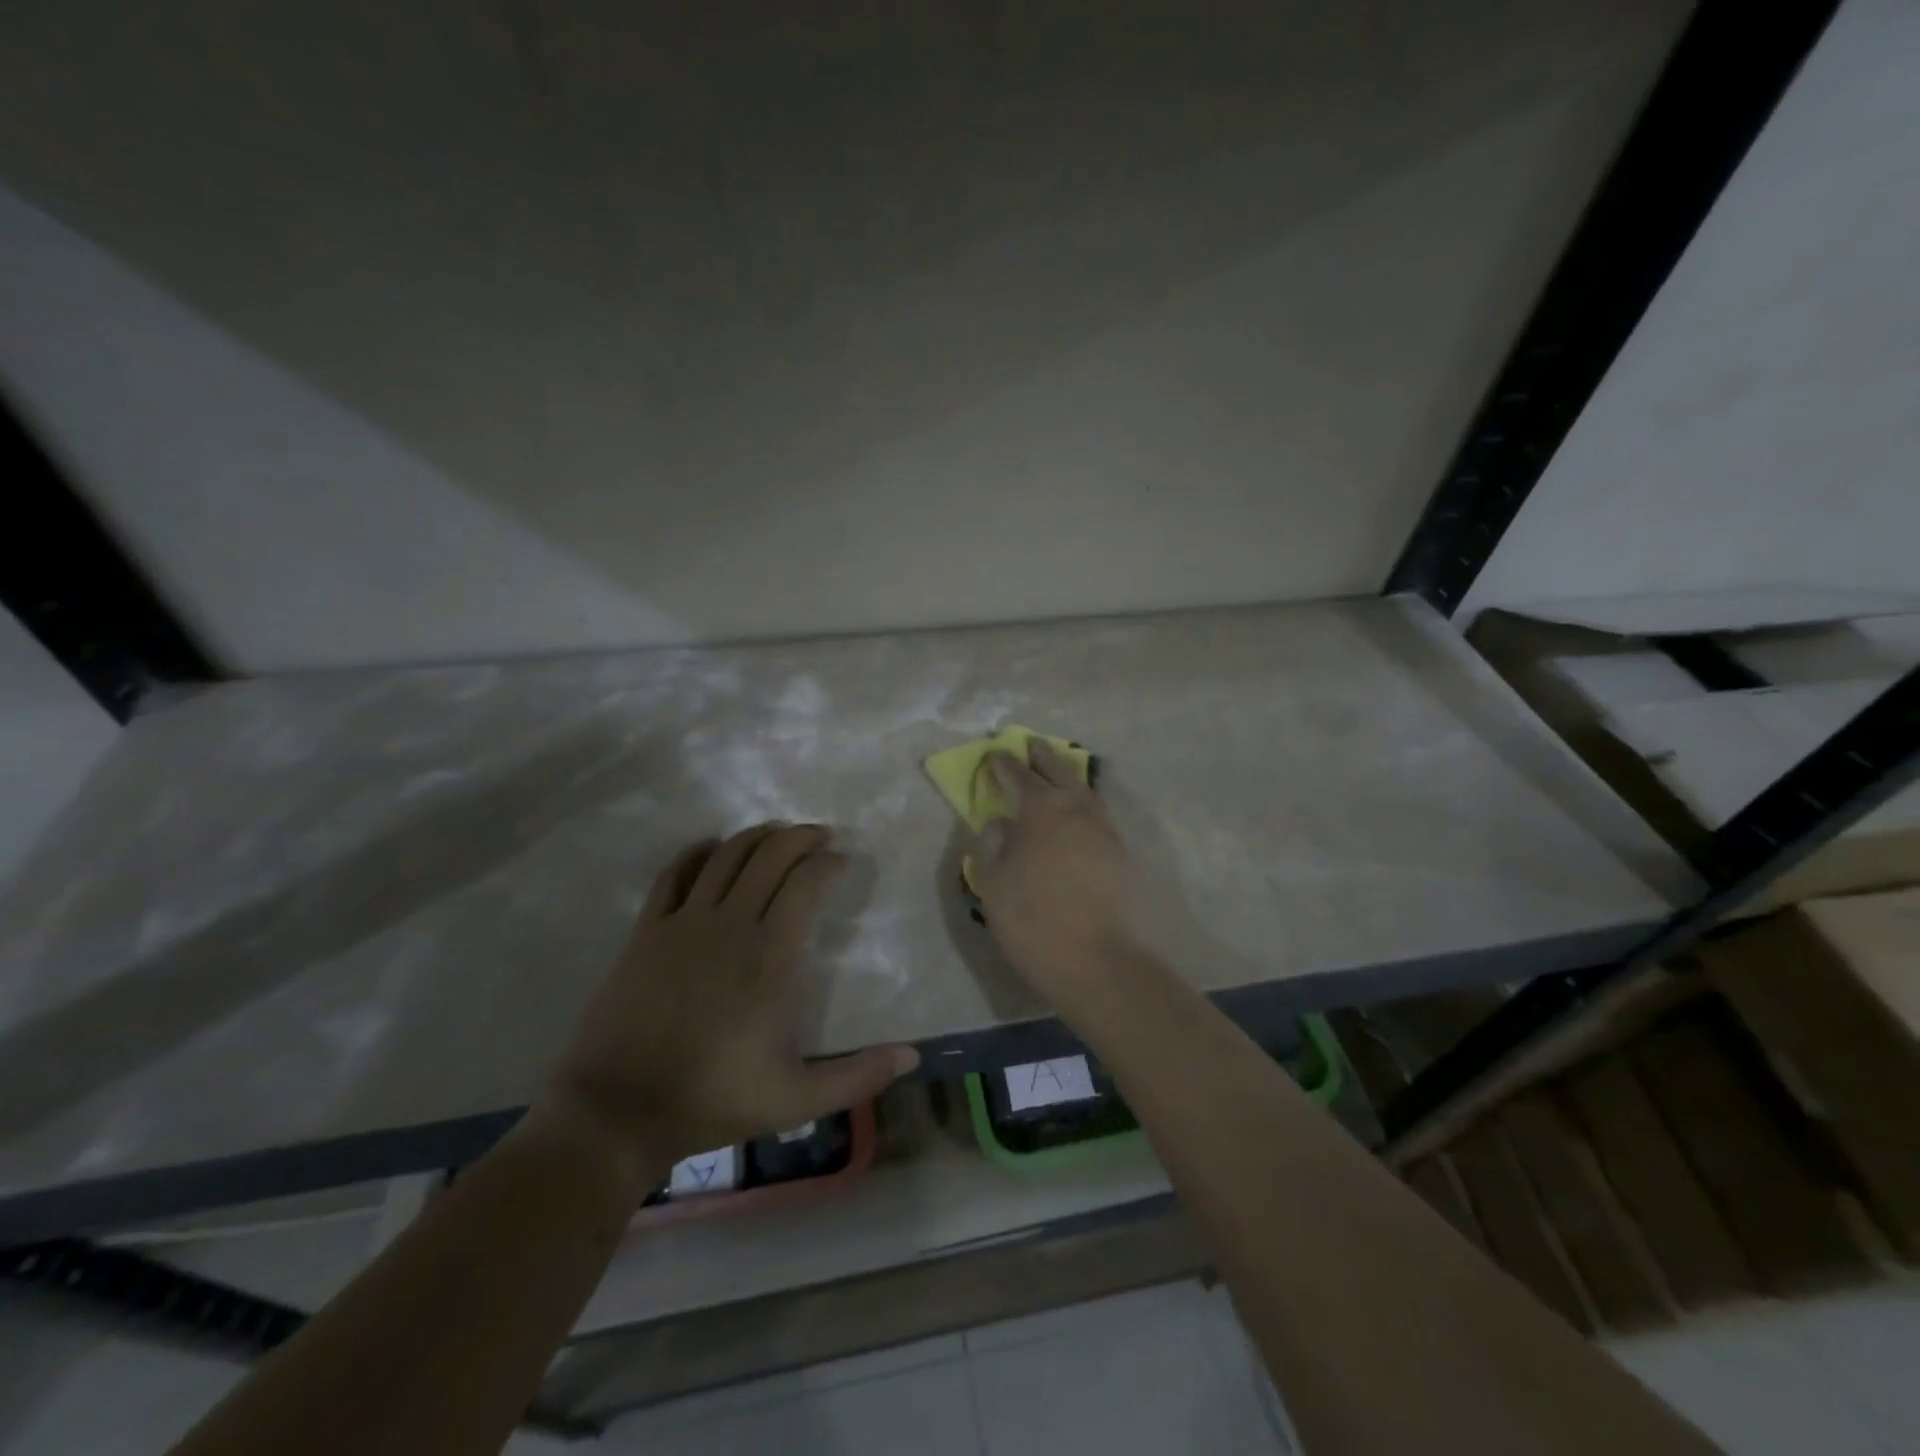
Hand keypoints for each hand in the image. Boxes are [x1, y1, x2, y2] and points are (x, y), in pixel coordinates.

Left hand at [539, 824, 917, 1175]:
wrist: (616, 1113)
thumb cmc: (713, 1101)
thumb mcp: (797, 1099)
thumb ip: (858, 1076)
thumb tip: (913, 1056)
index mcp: (768, 957)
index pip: (806, 884)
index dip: (829, 864)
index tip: (843, 863)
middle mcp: (728, 925)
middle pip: (769, 856)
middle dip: (800, 837)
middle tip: (820, 837)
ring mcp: (683, 924)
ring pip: (726, 856)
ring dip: (756, 837)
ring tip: (776, 836)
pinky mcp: (646, 932)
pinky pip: (675, 874)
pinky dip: (697, 853)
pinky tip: (711, 848)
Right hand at [971, 742, 1141, 1010]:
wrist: (1096, 961)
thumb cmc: (1033, 919)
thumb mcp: (993, 884)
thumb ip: (993, 846)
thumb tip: (1000, 824)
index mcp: (1041, 809)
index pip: (1018, 776)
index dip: (1003, 765)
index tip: (993, 755)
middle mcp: (1076, 809)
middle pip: (1058, 770)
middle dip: (1042, 756)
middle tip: (1030, 743)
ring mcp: (1103, 829)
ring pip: (1084, 790)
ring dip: (1067, 775)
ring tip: (1057, 771)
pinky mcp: (1119, 853)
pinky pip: (1097, 813)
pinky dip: (1083, 803)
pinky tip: (1077, 812)